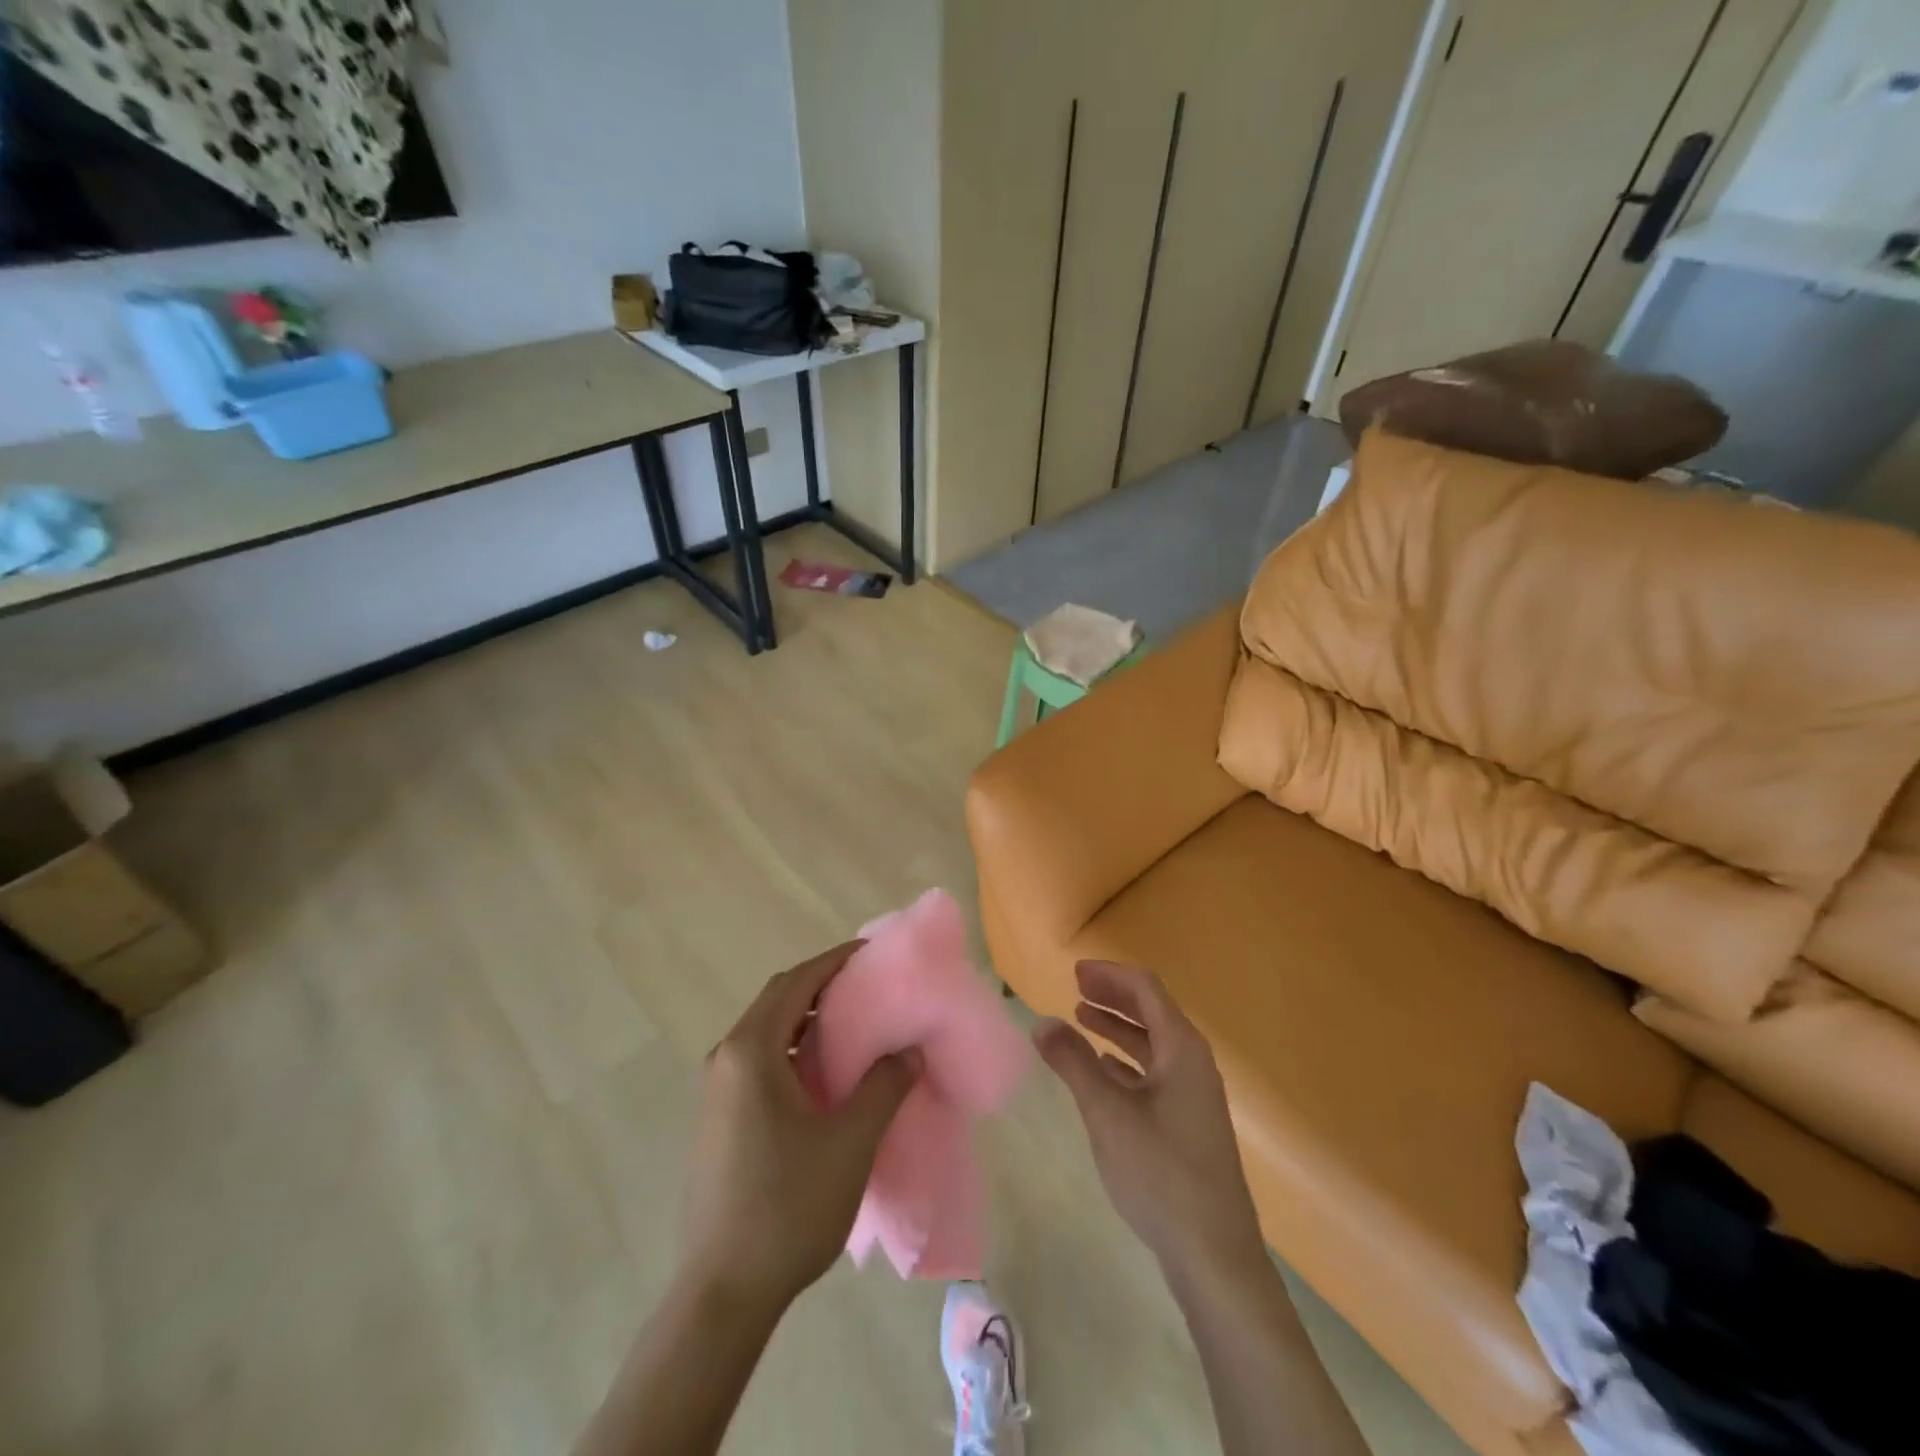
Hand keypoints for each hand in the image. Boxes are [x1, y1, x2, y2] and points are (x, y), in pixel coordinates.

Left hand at [681, 943, 917, 1312]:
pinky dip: (794, 1048)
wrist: (724, 1291)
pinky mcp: (719, 1118)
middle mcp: (726, 1058)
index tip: (872, 952)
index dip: (834, 961)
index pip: (796, 982)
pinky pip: (760, 1060)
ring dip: (808, 1018)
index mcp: (750, 1051)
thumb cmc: (789, 1205)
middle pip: (778, 1000)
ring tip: (855, 1024)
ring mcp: (717, 1090)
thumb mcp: (851, 1141)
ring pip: (768, 1031)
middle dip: (822, 984)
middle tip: (869, 985)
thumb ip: (885, 1085)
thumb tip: (908, 1049)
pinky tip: (825, 1073)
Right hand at [1035, 961, 1266, 1279]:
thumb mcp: (1107, 1113)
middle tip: (1074, 989)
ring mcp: (1194, 1095)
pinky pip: (1155, 1073)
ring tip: (1080, 1019)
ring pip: (1153, 1044)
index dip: (1110, 975)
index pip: (1146, 990)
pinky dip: (1126, 1062)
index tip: (1075, 971)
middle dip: (1113, 997)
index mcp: (1182, 1048)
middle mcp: (1193, 1063)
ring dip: (1118, 1028)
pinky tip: (1103, 1069)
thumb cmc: (1160, 1173)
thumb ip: (1073, 1063)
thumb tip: (1040, 1022)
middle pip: (1152, 1012)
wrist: (1214, 1256)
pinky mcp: (1189, 1124)